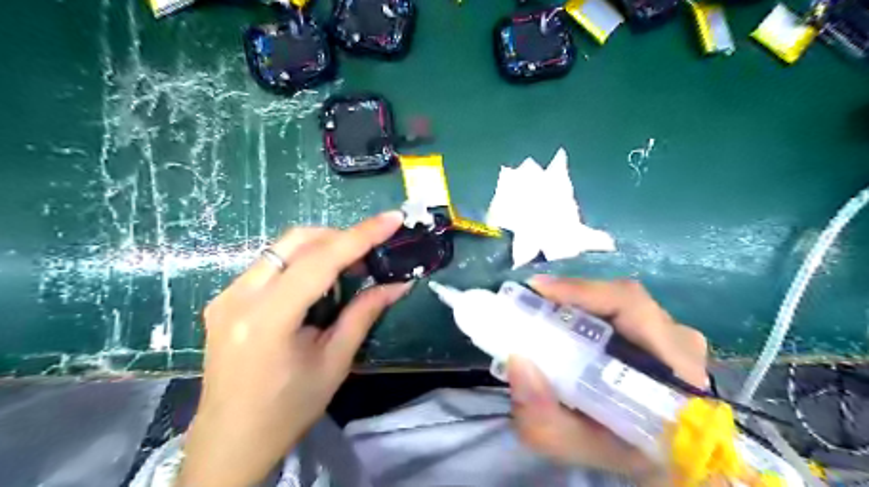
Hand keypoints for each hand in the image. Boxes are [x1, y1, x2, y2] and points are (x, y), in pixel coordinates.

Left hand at [179, 211, 411, 486]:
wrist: (229, 441)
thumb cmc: (287, 410)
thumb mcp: (335, 362)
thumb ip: (364, 314)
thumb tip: (399, 284)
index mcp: (267, 319)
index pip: (320, 261)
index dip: (361, 236)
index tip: (393, 219)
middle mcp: (239, 297)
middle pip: (296, 241)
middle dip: (340, 237)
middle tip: (371, 254)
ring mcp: (227, 295)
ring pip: (282, 248)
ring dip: (322, 248)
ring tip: (350, 268)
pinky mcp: (225, 298)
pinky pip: (271, 264)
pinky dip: (303, 262)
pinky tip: (320, 283)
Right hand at [510, 275, 704, 484]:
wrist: (662, 458)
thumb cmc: (623, 452)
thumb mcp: (578, 447)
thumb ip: (543, 419)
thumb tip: (517, 362)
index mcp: (673, 369)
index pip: (631, 307)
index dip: (582, 290)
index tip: (537, 288)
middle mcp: (680, 341)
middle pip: (621, 297)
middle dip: (570, 295)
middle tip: (530, 301)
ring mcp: (675, 334)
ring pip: (619, 301)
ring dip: (578, 302)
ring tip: (542, 310)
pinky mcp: (664, 331)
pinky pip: (621, 308)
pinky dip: (589, 309)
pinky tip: (565, 321)